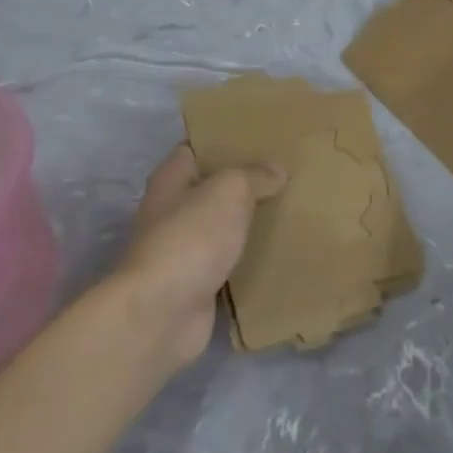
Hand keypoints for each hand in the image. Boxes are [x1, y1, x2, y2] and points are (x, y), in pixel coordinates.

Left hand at [120, 145, 283, 365]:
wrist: (162, 314)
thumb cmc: (191, 237)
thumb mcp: (230, 190)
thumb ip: (255, 175)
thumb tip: (277, 170)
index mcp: (170, 180)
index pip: (195, 149)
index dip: (222, 142)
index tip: (257, 138)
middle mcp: (171, 212)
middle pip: (210, 189)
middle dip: (243, 183)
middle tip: (284, 174)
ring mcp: (182, 251)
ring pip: (222, 228)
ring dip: (248, 223)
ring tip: (289, 209)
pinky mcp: (196, 285)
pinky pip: (229, 264)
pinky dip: (248, 259)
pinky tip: (279, 251)